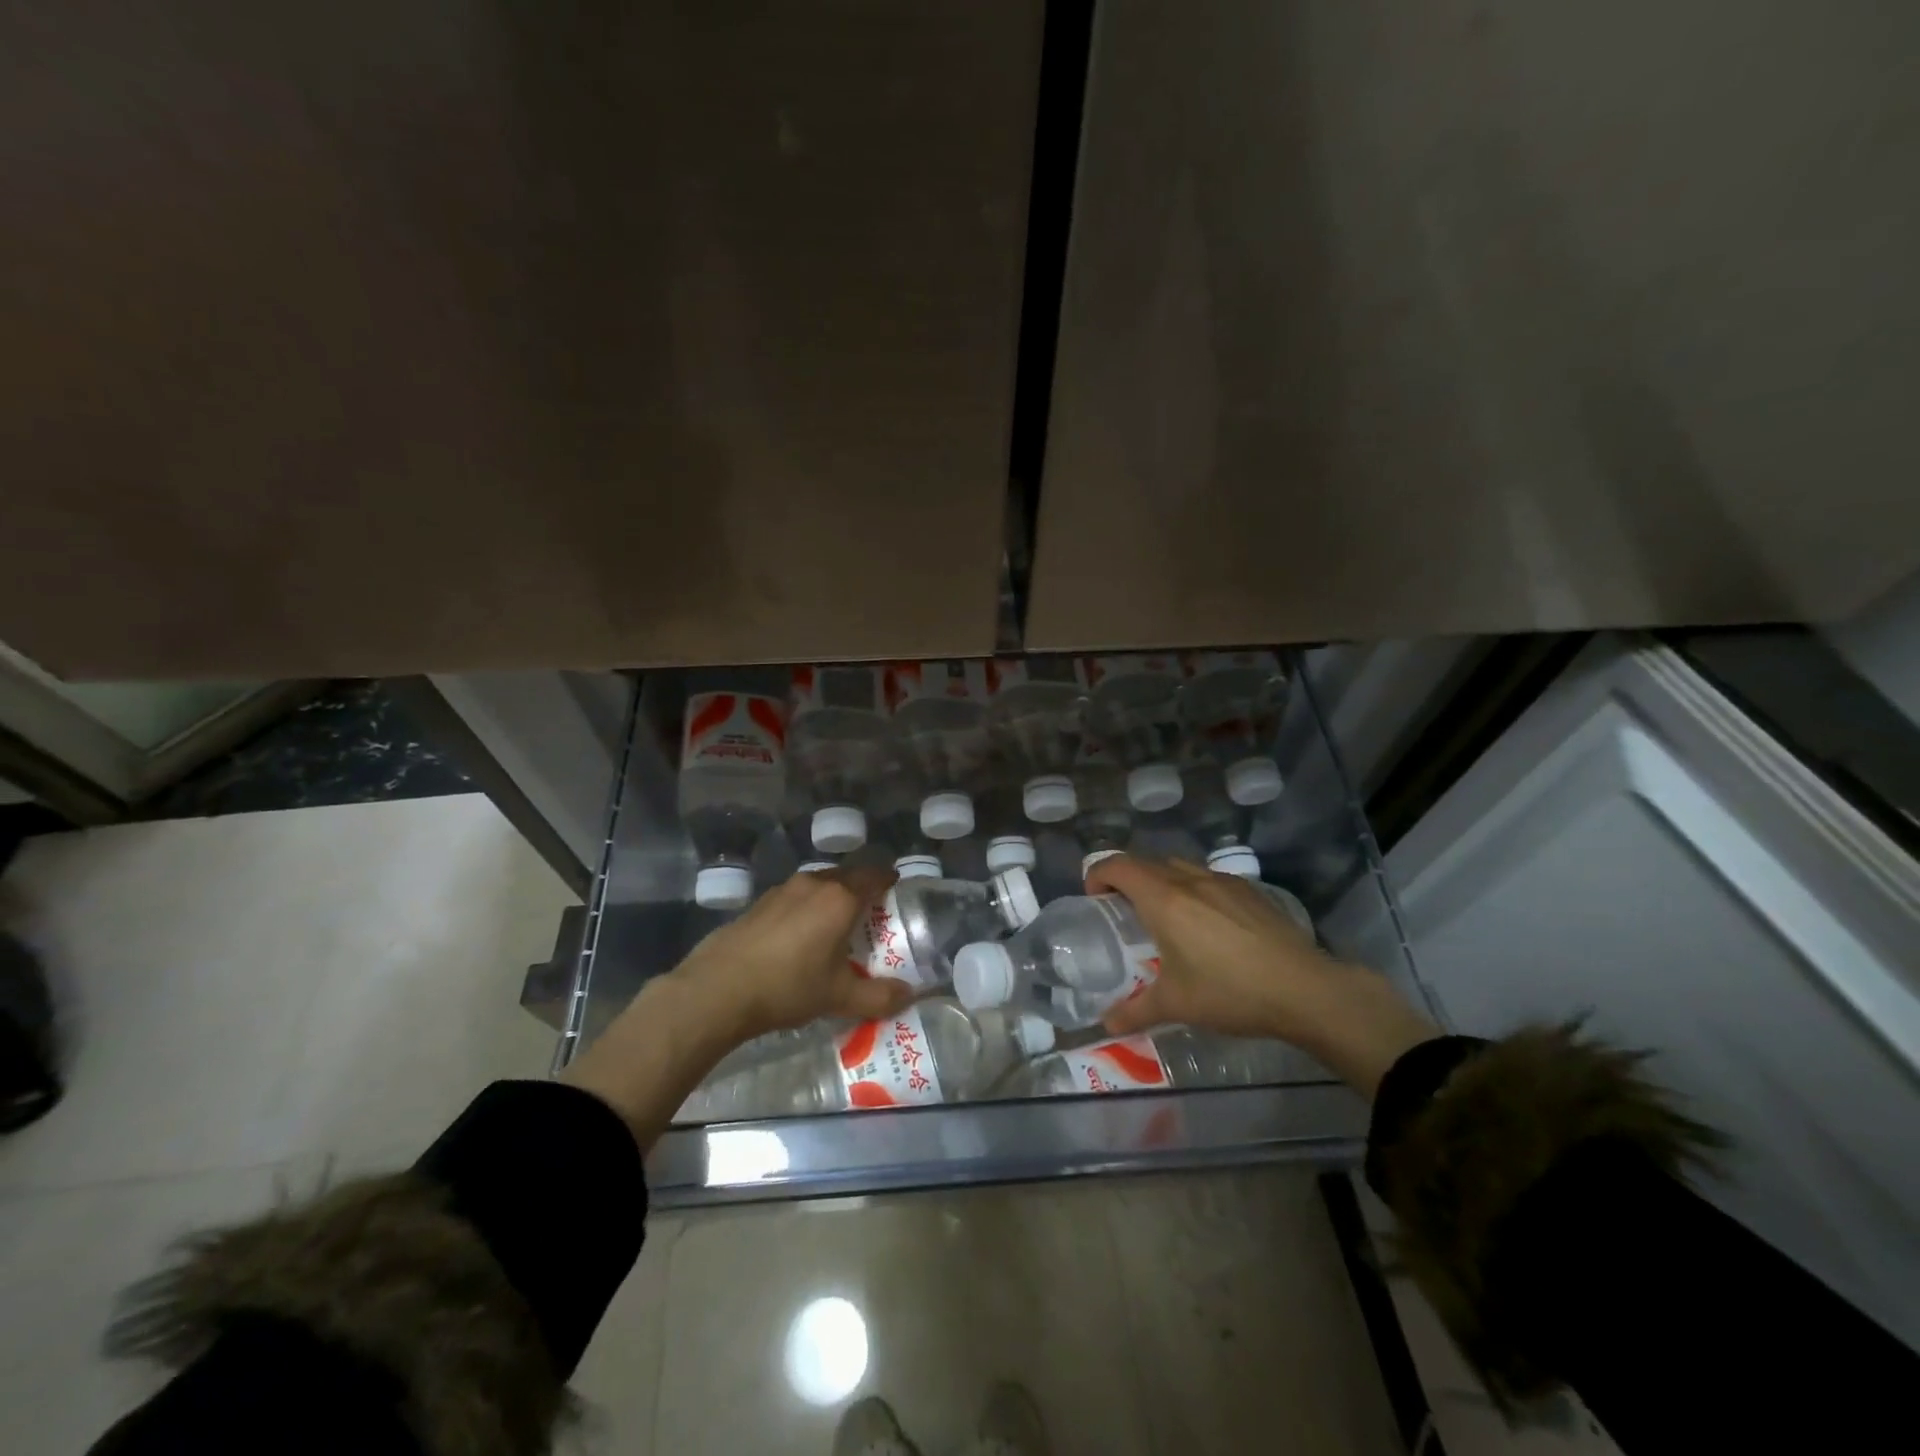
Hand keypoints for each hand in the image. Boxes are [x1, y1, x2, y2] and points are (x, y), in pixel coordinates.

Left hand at [667, 865, 914, 1041]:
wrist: (718, 989)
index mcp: (841, 898)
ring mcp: (783, 889)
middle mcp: (814, 883)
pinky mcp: (759, 902)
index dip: (889, 879)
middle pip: (848, 875)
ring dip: (833, 897)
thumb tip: (909, 996)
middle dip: (862, 889)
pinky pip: (796, 896)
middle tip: (872, 914)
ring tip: (836, 925)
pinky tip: (800, 935)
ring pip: (819, 883)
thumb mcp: (839, 997)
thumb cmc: (788, 986)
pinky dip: (807, 907)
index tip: (897, 889)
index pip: (875, 874)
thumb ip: (879, 996)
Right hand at [1086, 856, 1437, 1096]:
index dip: (1097, 874)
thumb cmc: (1230, 992)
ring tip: (1163, 915)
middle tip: (1122, 910)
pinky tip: (1206, 923)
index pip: (1117, 866)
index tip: (1094, 899)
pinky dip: (1191, 888)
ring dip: (1159, 880)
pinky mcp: (1249, 890)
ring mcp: (1222, 881)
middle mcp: (1189, 880)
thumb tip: (1106, 1024)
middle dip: (1126, 878)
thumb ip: (1135, 1010)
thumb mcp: (1177, 1005)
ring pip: (1178, 866)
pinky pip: (1207, 878)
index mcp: (1163, 899)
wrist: (1305, 989)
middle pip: (1145, 862)